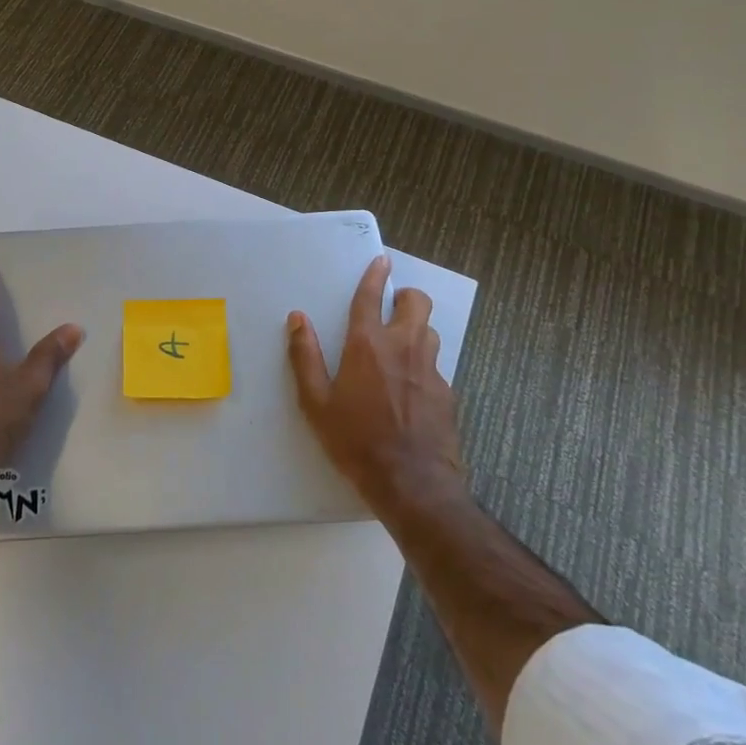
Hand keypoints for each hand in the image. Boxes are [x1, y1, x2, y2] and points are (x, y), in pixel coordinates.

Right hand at [288, 254, 464, 517]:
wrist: (412, 484)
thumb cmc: (356, 441)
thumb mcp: (316, 403)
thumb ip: (305, 357)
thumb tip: (297, 319)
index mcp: (368, 345)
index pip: (371, 297)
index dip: (374, 275)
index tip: (381, 260)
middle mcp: (404, 347)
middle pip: (417, 303)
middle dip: (406, 297)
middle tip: (392, 308)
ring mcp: (431, 370)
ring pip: (430, 332)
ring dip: (416, 329)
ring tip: (400, 348)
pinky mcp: (448, 393)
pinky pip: (436, 366)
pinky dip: (423, 366)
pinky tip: (411, 391)